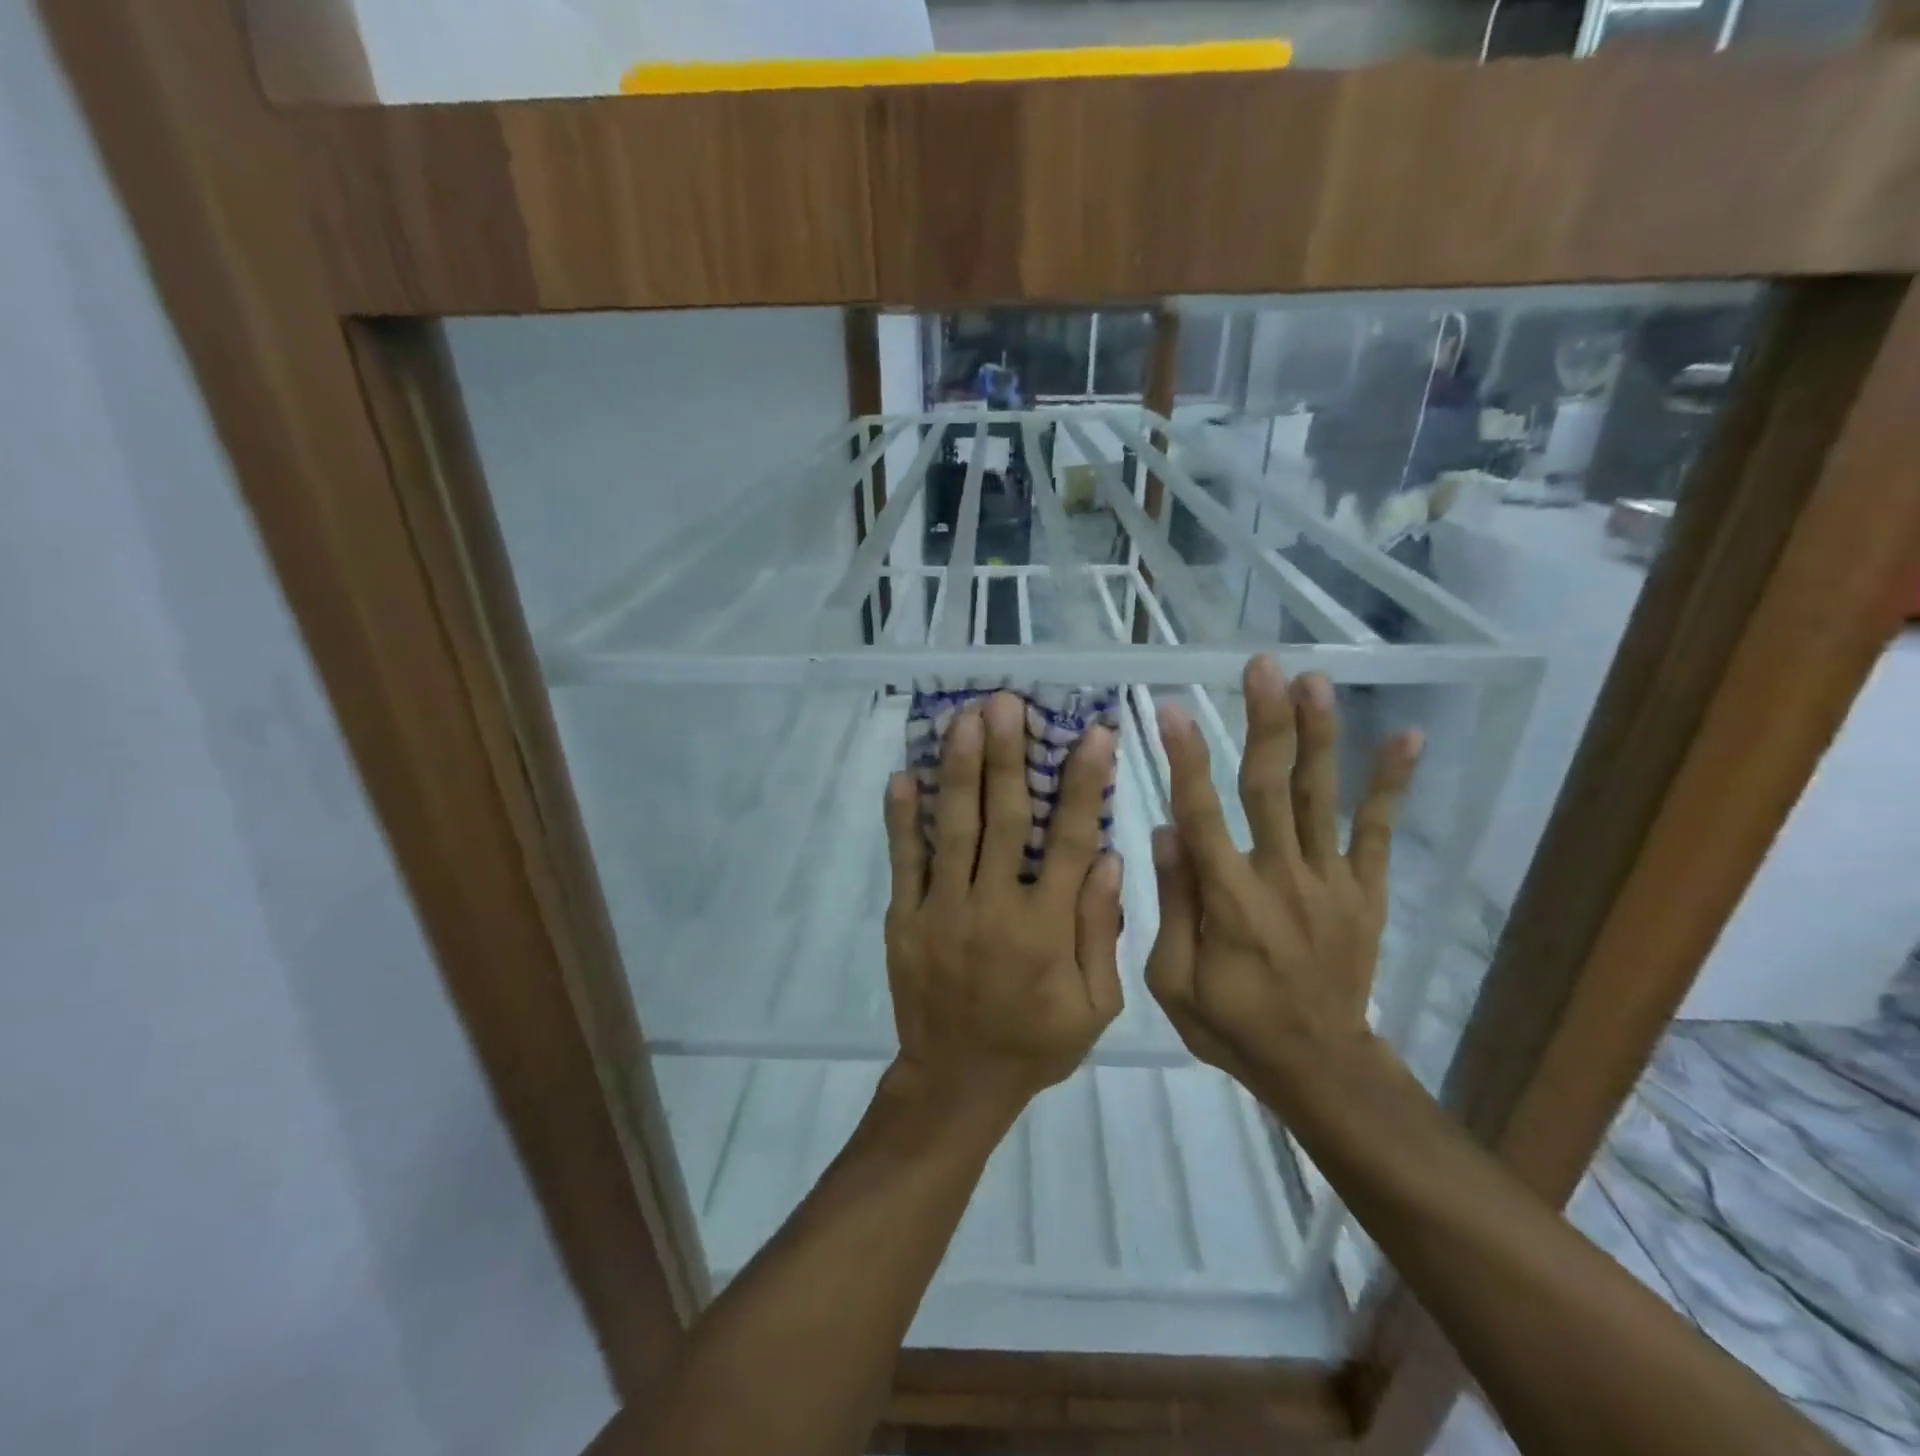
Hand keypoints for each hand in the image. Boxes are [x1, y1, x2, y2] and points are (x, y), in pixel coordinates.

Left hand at [882, 692, 1123, 1120]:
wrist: (957, 1083)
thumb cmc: (1035, 1043)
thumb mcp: (1095, 1005)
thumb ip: (1101, 929)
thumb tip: (1108, 856)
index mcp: (1046, 927)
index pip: (1069, 840)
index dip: (1084, 783)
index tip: (1093, 733)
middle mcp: (993, 906)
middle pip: (1004, 818)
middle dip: (1006, 755)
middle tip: (1006, 703)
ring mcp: (942, 909)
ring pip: (953, 827)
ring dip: (958, 768)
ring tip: (961, 718)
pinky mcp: (905, 919)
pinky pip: (904, 860)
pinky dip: (902, 817)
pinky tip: (903, 775)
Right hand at [1145, 656, 1420, 1103]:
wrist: (1319, 1066)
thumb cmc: (1233, 1024)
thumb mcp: (1174, 981)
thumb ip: (1173, 904)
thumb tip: (1166, 832)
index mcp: (1229, 899)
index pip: (1202, 814)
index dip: (1187, 759)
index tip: (1174, 709)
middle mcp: (1281, 876)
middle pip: (1270, 787)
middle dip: (1265, 721)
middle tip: (1262, 667)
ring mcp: (1331, 881)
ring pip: (1320, 796)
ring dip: (1318, 734)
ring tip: (1314, 680)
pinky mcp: (1365, 891)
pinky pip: (1379, 832)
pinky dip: (1391, 785)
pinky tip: (1406, 738)